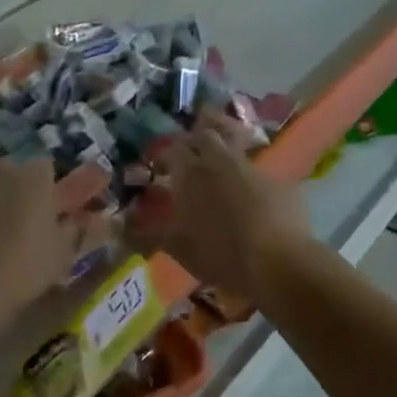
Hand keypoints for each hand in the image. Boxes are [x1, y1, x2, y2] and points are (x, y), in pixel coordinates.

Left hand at [0, 159, 81, 320]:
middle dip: (16, 187)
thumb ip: (81, 230)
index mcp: (35, 175)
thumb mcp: (63, 254)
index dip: (47, 188)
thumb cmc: (25, 268)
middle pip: (13, 169)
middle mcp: (1, 165)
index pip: (46, 168)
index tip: (47, 210)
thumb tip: (101, 220)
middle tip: (18, 220)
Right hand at [131, 130, 311, 302]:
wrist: (278, 262)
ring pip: (236, 145)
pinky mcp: (280, 182)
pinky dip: (251, 180)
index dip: (165, 154)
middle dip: (195, 139)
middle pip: (206, 134)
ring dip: (225, 152)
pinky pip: (260, 173)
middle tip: (190, 157)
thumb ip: (145, 234)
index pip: (172, 148)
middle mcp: (220, 161)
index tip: (160, 167)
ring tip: (220, 172)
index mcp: (190, 173)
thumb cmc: (219, 253)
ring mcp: (253, 168)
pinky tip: (253, 199)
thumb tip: (115, 227)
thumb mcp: (176, 247)